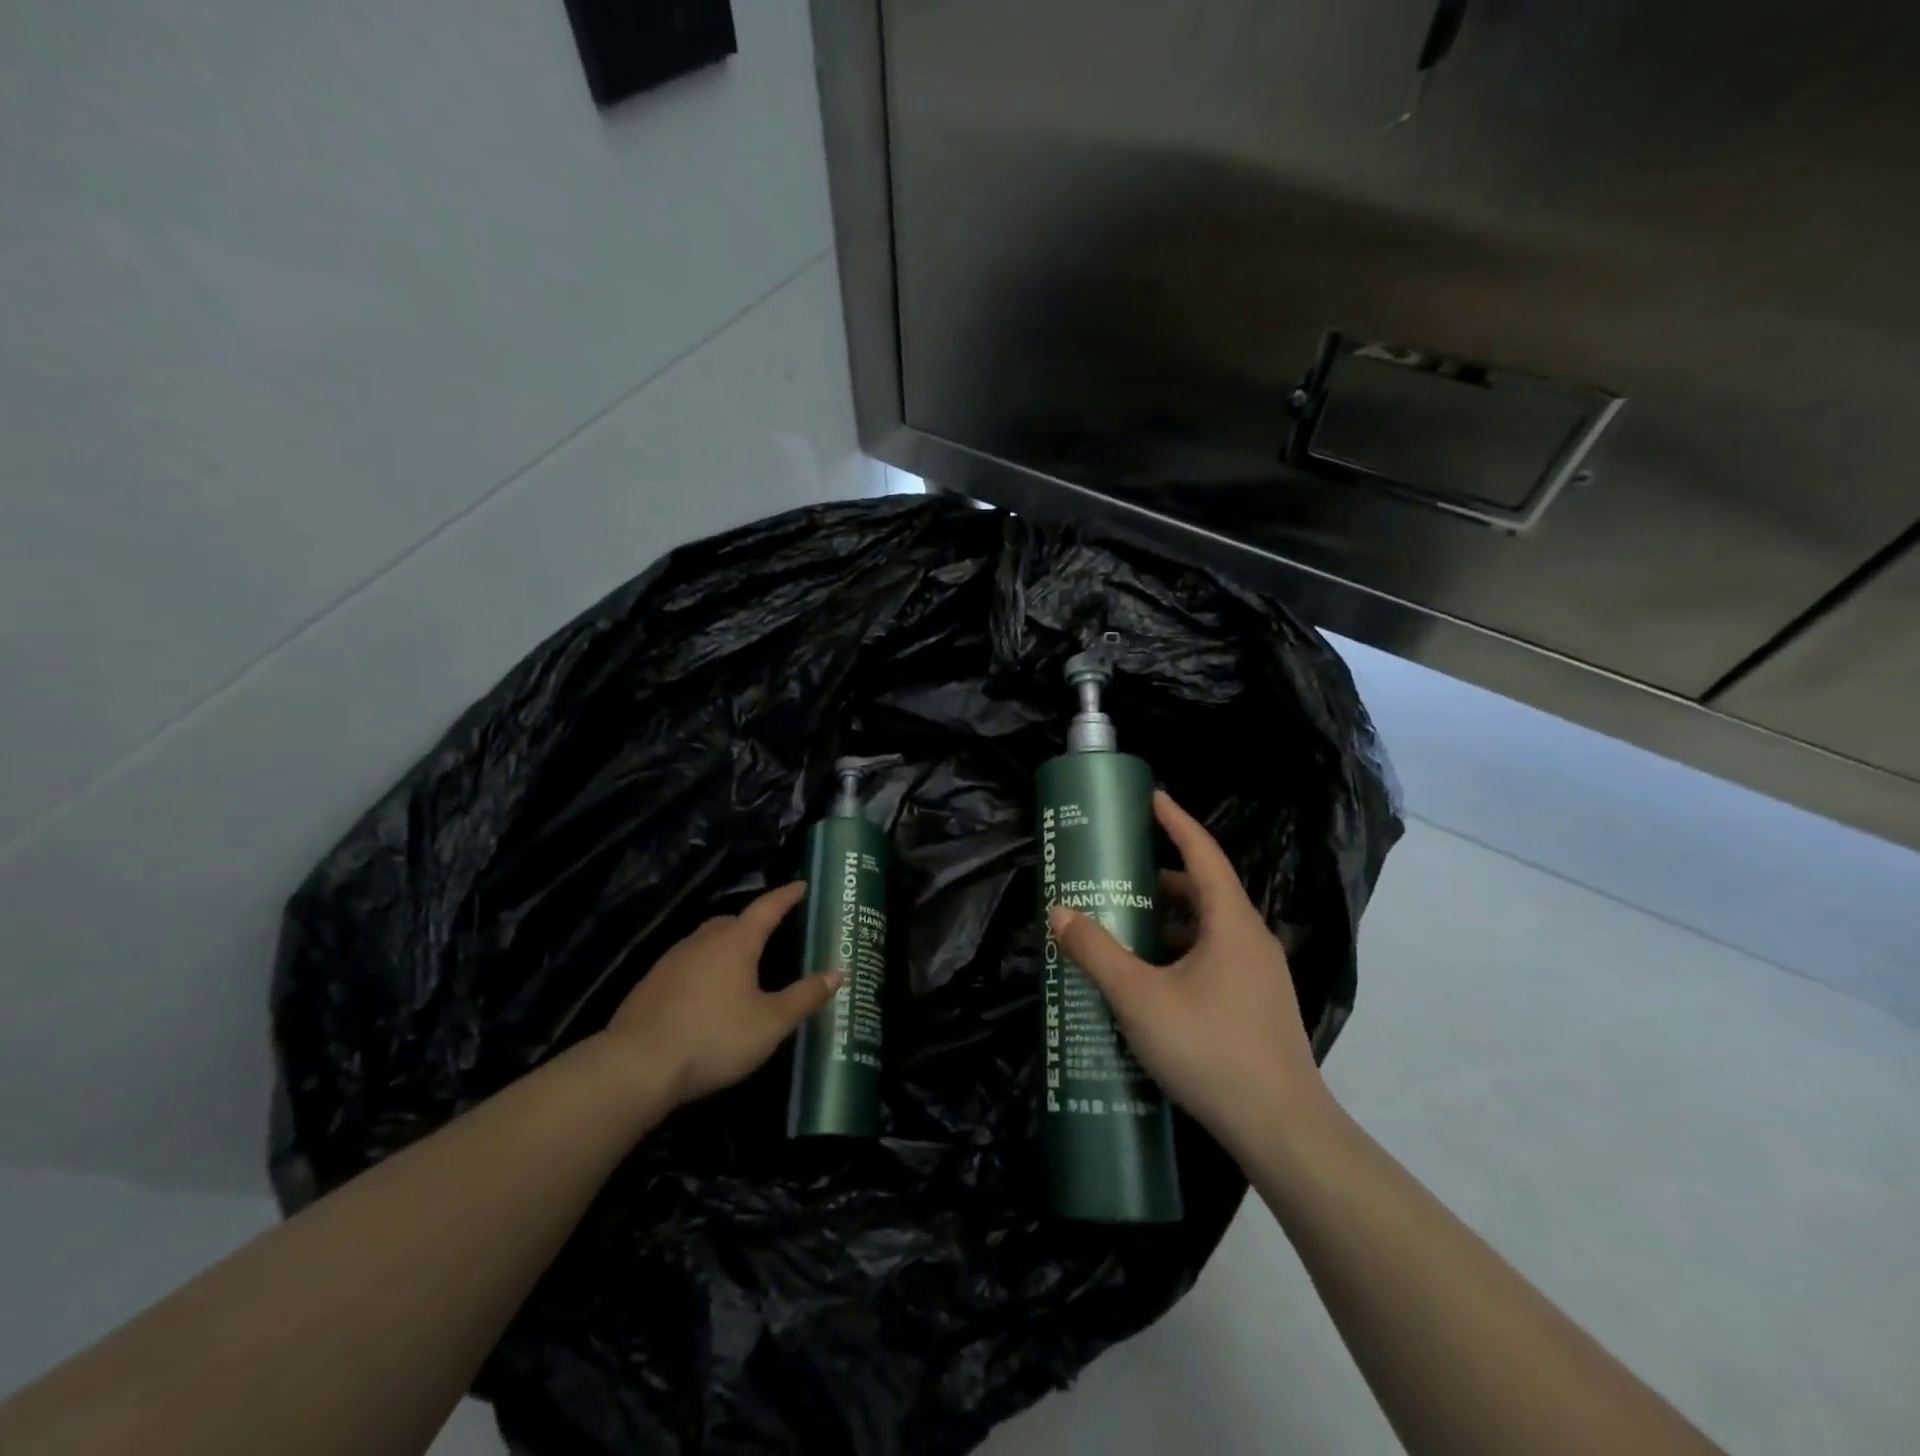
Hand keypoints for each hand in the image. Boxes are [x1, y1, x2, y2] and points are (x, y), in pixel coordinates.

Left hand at [602, 882, 838, 1107]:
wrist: (636, 1067)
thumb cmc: (713, 1037)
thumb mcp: (770, 1023)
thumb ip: (804, 996)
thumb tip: (838, 972)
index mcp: (736, 942)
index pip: (767, 908)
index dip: (786, 896)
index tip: (801, 885)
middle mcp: (702, 941)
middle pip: (732, 922)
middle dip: (754, 923)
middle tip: (773, 933)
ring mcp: (671, 961)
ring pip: (706, 942)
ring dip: (726, 947)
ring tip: (742, 967)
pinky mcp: (650, 985)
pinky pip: (687, 965)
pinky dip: (703, 969)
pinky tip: (706, 995)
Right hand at [1047, 791, 1330, 1157]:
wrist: (1282, 1131)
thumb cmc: (1210, 1049)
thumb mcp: (1139, 997)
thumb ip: (1096, 952)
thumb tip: (1059, 912)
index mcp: (1232, 923)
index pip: (1203, 853)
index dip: (1175, 821)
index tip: (1151, 797)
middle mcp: (1251, 940)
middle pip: (1205, 891)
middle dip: (1161, 878)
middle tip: (1118, 876)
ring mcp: (1259, 976)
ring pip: (1209, 930)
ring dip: (1169, 921)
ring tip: (1125, 927)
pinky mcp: (1257, 1007)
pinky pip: (1214, 960)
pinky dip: (1180, 952)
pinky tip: (1152, 979)